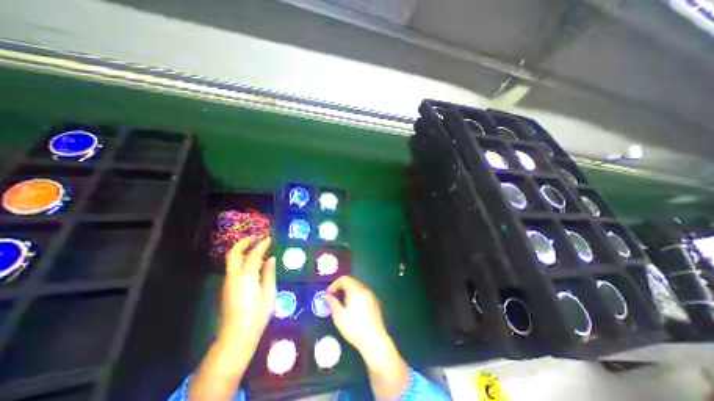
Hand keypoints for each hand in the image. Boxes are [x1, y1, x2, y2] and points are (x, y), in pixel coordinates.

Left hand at [187, 237, 273, 400]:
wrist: (237, 335)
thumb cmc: (257, 314)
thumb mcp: (269, 292)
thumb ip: (269, 273)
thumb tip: (271, 258)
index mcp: (247, 276)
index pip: (254, 254)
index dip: (262, 245)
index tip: (269, 238)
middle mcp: (234, 276)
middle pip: (234, 253)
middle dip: (244, 242)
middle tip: (256, 237)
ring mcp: (228, 281)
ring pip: (232, 259)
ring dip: (242, 250)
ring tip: (256, 246)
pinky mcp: (228, 287)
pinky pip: (234, 267)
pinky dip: (242, 259)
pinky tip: (253, 262)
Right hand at [326, 278, 389, 351]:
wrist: (375, 341)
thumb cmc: (355, 328)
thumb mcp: (339, 316)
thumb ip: (332, 303)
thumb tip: (325, 296)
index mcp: (356, 290)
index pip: (344, 279)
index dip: (334, 285)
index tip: (328, 295)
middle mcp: (364, 289)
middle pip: (351, 281)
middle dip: (340, 288)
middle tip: (333, 298)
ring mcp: (371, 295)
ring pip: (357, 287)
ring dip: (347, 292)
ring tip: (341, 304)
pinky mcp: (374, 302)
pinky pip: (362, 293)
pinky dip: (355, 295)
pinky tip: (352, 308)